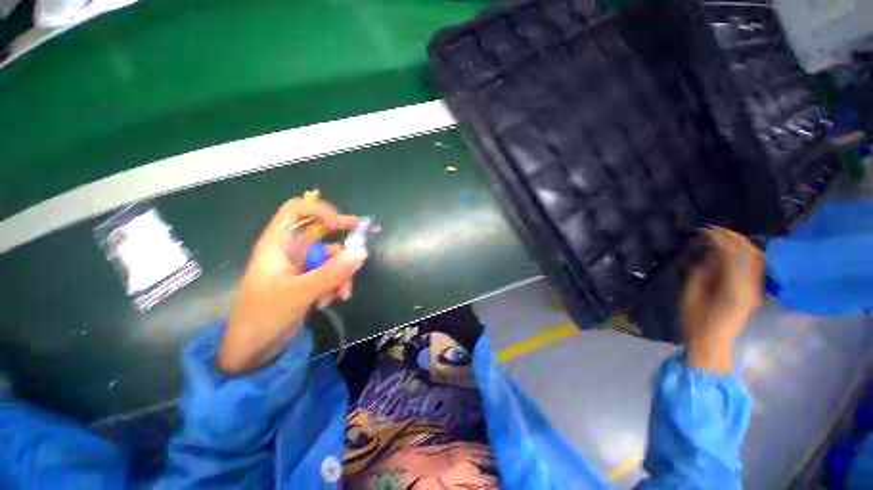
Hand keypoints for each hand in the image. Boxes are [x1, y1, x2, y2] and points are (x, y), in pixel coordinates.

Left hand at [218, 198, 366, 372]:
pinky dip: (337, 284)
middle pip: (320, 232)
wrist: (253, 350)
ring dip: (341, 273)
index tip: (339, 224)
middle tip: (361, 244)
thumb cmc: (264, 316)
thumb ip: (331, 273)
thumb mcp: (299, 293)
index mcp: (277, 244)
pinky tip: (333, 300)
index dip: (319, 211)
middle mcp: (290, 251)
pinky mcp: (310, 281)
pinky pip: (332, 273)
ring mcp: (301, 267)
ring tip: (340, 294)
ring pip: (331, 257)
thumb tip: (362, 252)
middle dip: (341, 240)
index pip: (296, 210)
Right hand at [682, 227, 764, 372]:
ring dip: (740, 244)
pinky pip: (755, 267)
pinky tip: (734, 249)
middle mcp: (751, 287)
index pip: (733, 256)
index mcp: (734, 289)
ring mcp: (756, 290)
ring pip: (755, 259)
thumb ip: (702, 272)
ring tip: (722, 235)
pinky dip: (745, 254)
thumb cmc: (696, 319)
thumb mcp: (691, 294)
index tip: (705, 231)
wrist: (712, 341)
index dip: (720, 240)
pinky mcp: (755, 292)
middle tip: (713, 229)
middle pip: (749, 255)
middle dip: (732, 238)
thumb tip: (709, 254)